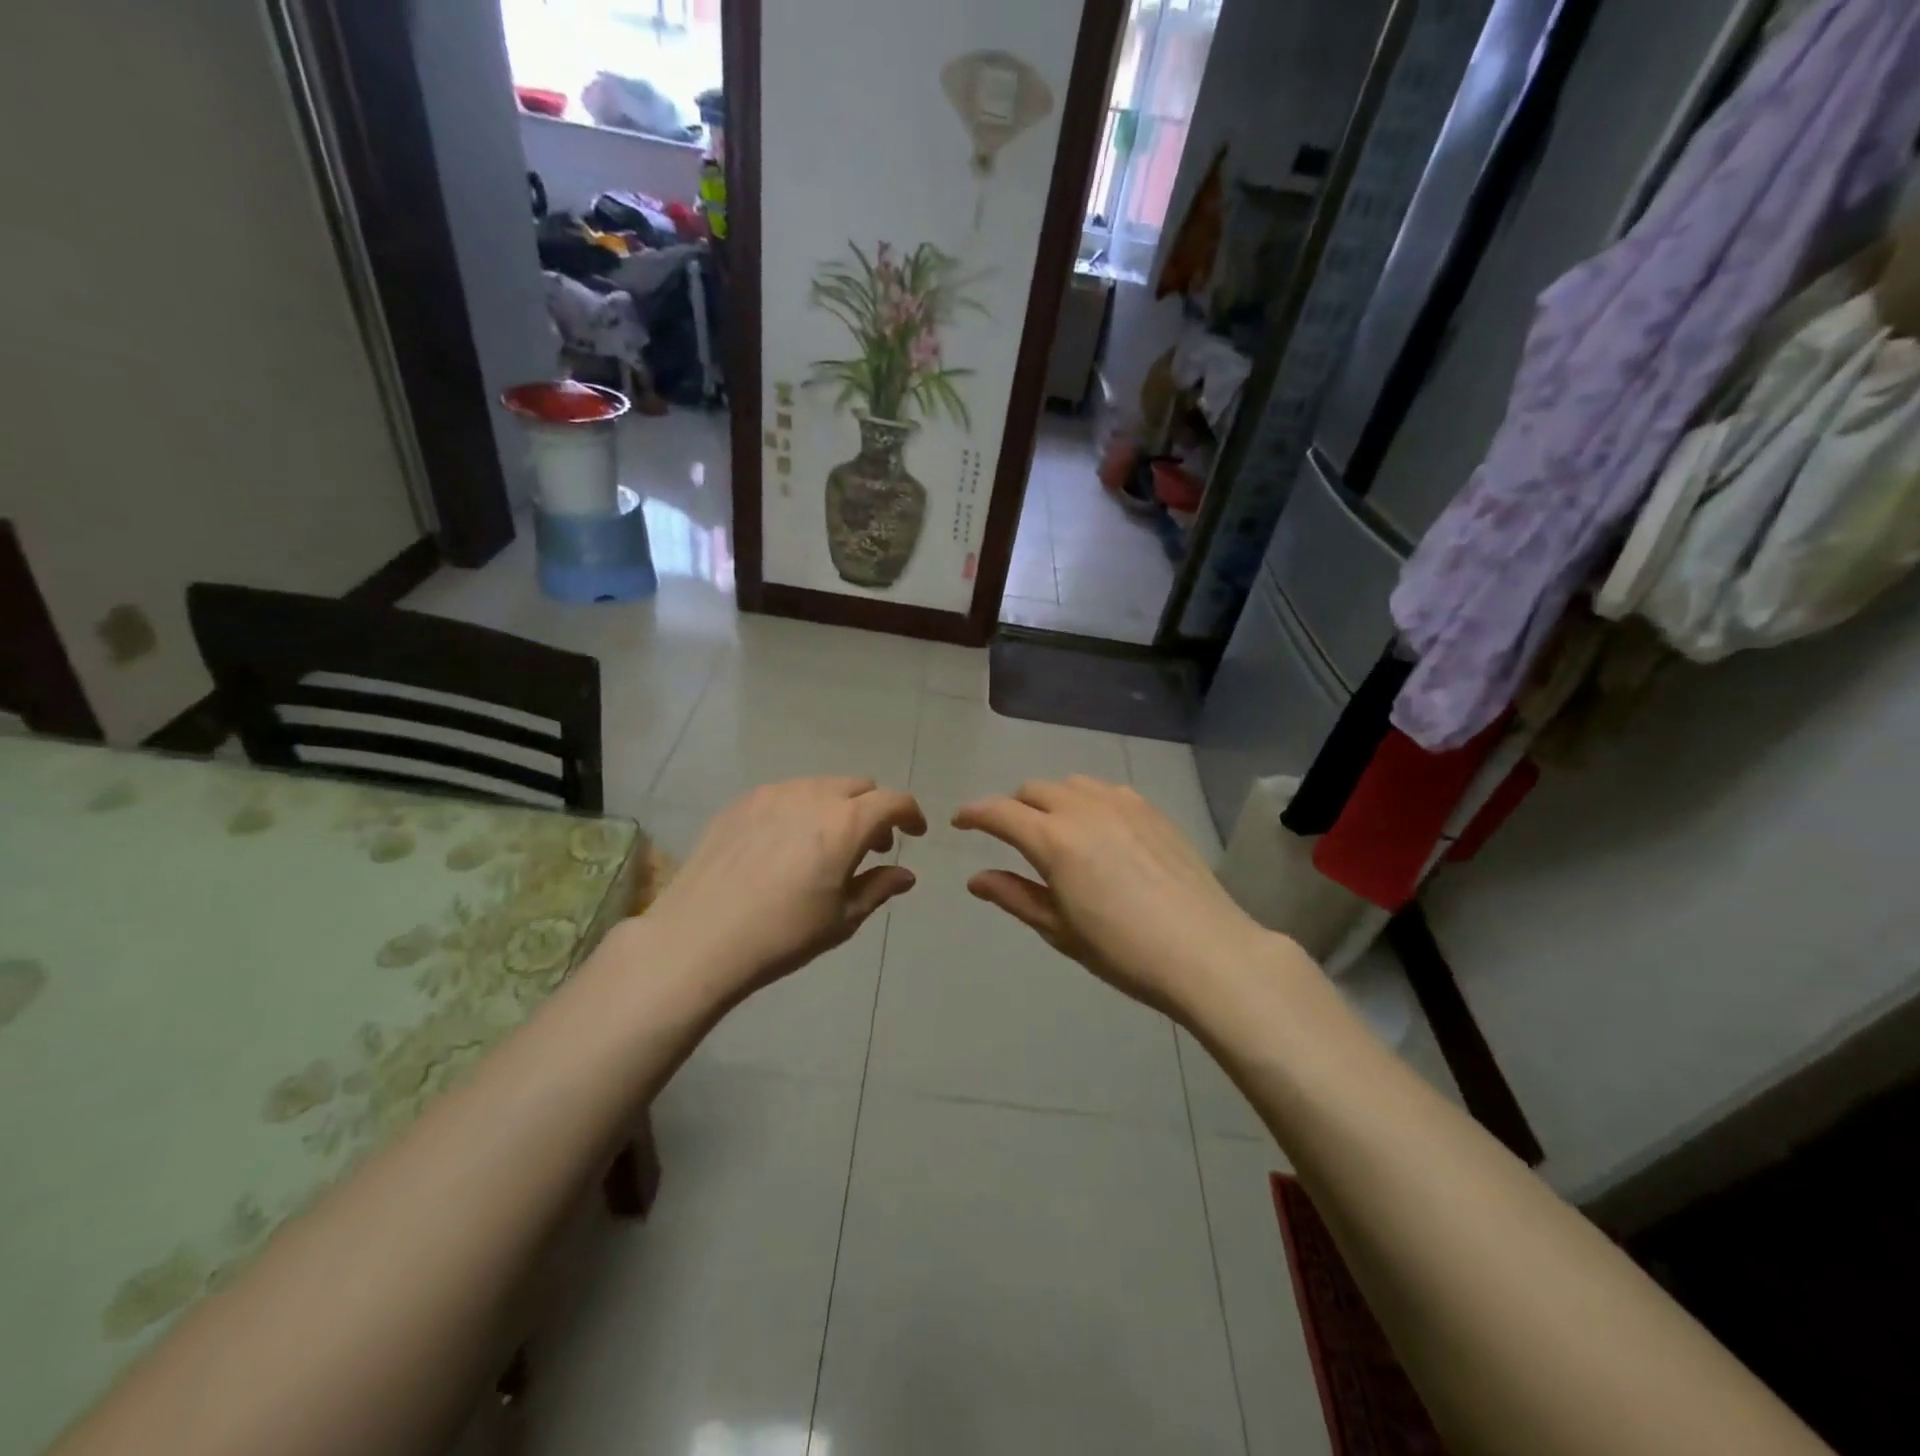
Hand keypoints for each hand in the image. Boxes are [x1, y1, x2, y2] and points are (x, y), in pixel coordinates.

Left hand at [645, 777, 925, 1003]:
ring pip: (821, 785)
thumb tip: (905, 874)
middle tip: (870, 845)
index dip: (911, 814)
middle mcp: (813, 796)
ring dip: (836, 806)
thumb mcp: (842, 919)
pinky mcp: (741, 802)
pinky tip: (784, 844)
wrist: (700, 938)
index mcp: (846, 823)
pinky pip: (785, 793)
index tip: (913, 834)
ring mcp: (773, 794)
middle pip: (859, 786)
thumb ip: (879, 887)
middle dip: (874, 809)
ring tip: (824, 844)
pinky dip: (800, 809)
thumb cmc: (783, 934)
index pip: (894, 800)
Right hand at [954, 776, 1277, 1022]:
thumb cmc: (1122, 951)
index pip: (1000, 812)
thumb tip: (975, 878)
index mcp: (1053, 839)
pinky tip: (1099, 829)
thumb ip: (1014, 896)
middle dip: (1013, 807)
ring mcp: (1122, 804)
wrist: (1205, 951)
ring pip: (1071, 783)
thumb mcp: (1059, 929)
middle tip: (1011, 836)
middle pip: (1034, 790)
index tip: (960, 822)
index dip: (974, 814)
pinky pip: (1107, 790)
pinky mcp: (1151, 810)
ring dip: (1051, 799)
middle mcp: (1083, 809)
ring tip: (1055, 829)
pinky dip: (1088, 800)